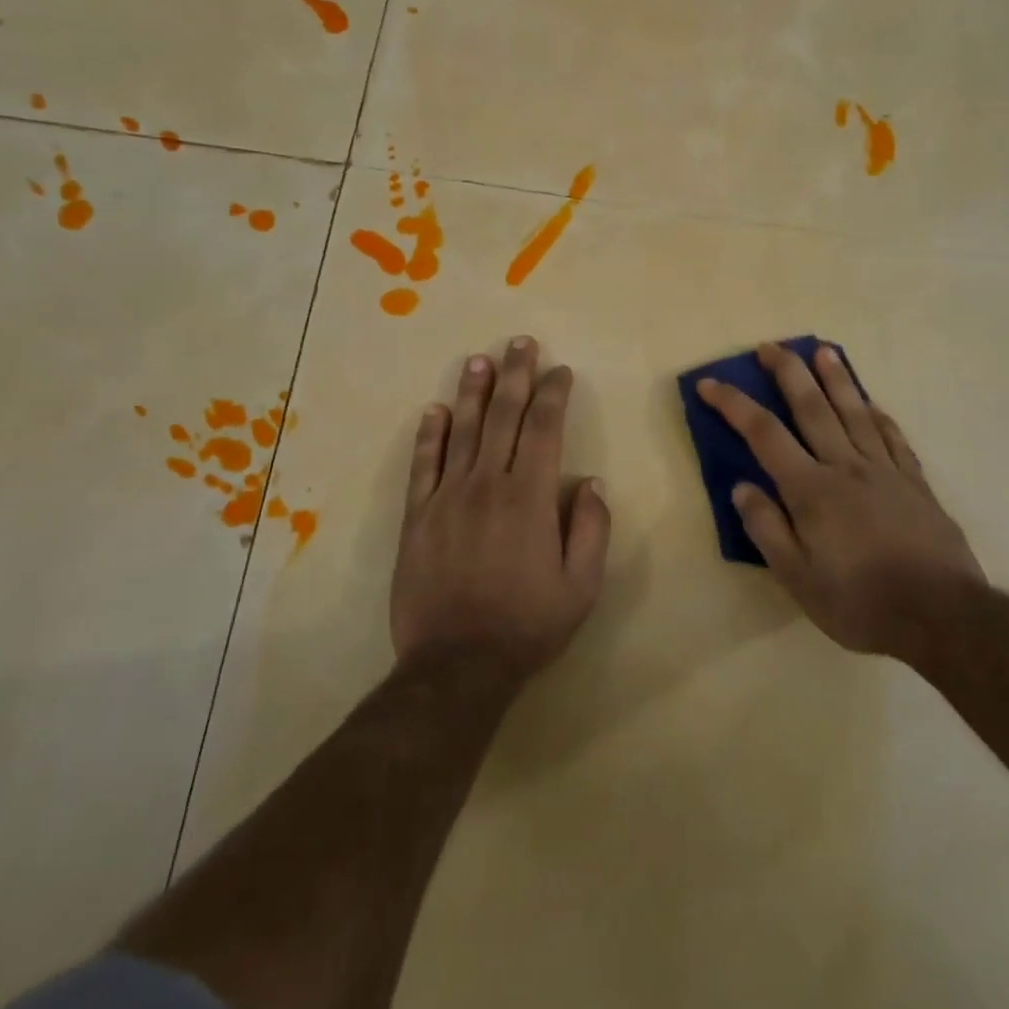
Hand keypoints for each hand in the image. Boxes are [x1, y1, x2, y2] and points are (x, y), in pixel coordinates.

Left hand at [392, 337, 610, 680]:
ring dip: (471, 392)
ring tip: (479, 359)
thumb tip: (592, 483)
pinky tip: (433, 411)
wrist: (456, 665)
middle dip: (515, 375)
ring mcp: (447, 498)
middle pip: (503, 416)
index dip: (553, 395)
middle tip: (520, 343)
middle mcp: (488, 485)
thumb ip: (591, 529)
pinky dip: (428, 436)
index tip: (560, 371)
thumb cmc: (527, 626)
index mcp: (530, 498)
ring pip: (461, 431)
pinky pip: (423, 466)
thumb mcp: (582, 587)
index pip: (544, 429)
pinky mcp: (417, 517)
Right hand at [698, 343, 985, 658]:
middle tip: (770, 346)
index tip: (711, 383)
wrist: (942, 617)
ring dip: (837, 379)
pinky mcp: (915, 483)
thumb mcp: (798, 578)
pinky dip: (879, 415)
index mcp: (812, 490)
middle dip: (788, 373)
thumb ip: (767, 529)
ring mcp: (885, 472)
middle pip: (813, 408)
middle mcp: (846, 468)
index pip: (764, 434)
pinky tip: (872, 403)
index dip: (734, 404)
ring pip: (855, 413)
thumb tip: (741, 488)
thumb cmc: (860, 602)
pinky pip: (893, 438)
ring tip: (824, 351)